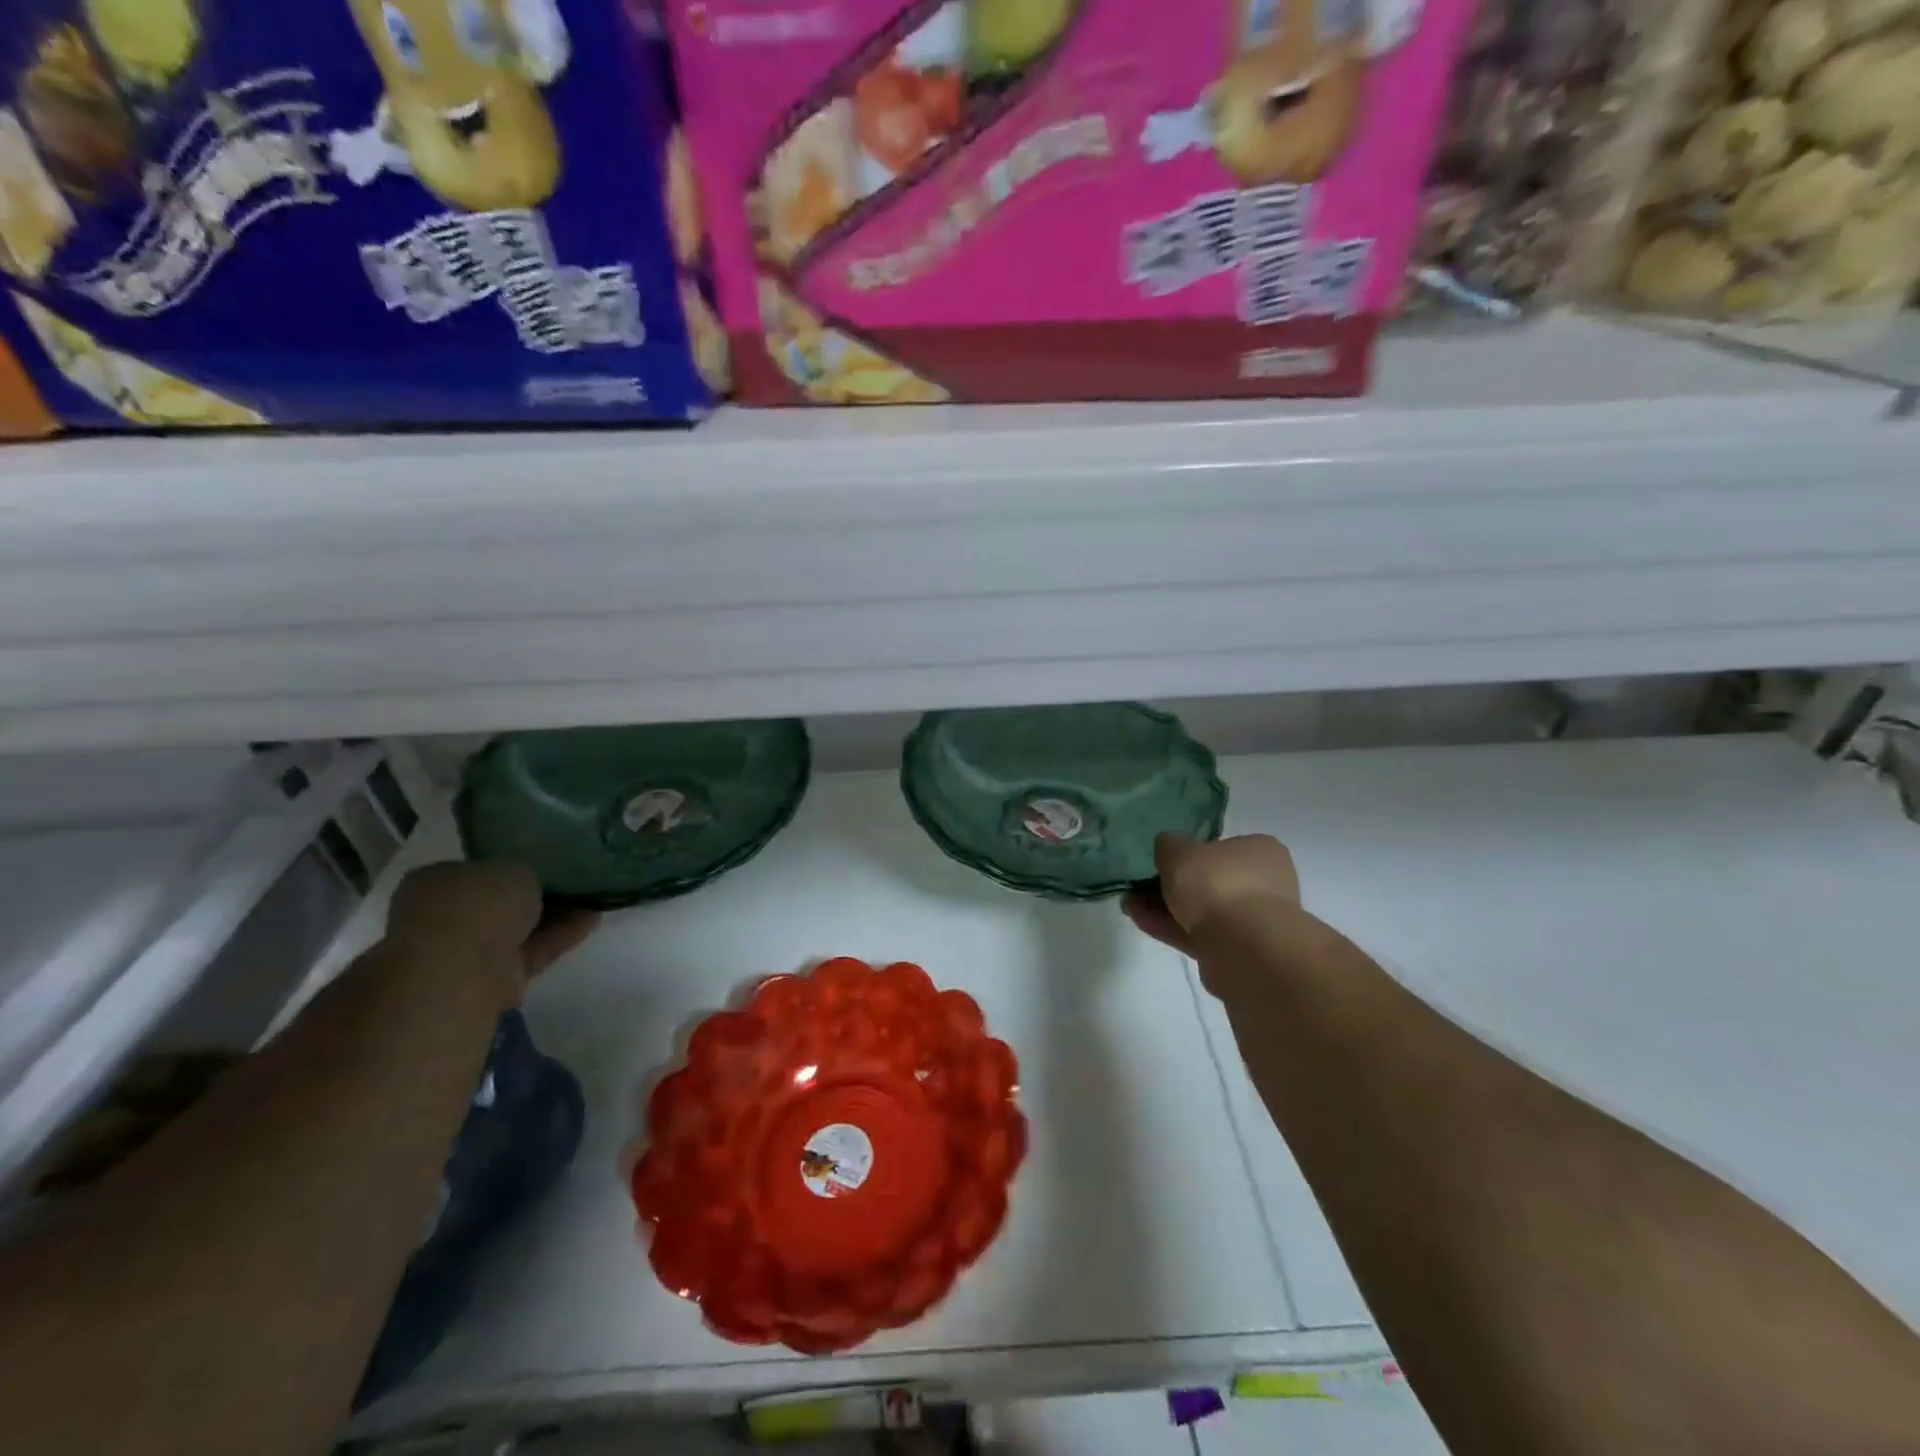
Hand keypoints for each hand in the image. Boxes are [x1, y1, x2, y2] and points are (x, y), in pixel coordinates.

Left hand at [387, 862, 598, 992]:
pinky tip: (593, 919)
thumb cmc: (477, 904)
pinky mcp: (495, 978)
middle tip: (573, 881)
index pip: (475, 870)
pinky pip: (533, 951)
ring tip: (594, 898)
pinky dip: (561, 936)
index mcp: (434, 882)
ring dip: (555, 916)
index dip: (508, 865)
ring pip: (518, 929)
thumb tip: (527, 883)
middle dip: (534, 895)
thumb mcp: (513, 867)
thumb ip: (523, 874)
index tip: (543, 863)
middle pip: (498, 903)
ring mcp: (468, 952)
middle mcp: (444, 917)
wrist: (461, 971)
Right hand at [1123, 833, 1299, 956]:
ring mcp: (1252, 921)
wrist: (1244, 948)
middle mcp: (1264, 884)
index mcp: (1261, 851)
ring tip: (1129, 904)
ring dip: (1165, 907)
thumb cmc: (1217, 884)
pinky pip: (1197, 933)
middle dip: (1173, 884)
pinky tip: (1139, 920)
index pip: (1223, 846)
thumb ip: (1169, 845)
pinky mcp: (1237, 952)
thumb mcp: (1180, 851)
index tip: (1164, 859)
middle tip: (1140, 885)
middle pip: (1210, 880)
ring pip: (1201, 910)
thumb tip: (1168, 846)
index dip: (1191, 852)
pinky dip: (1169, 927)